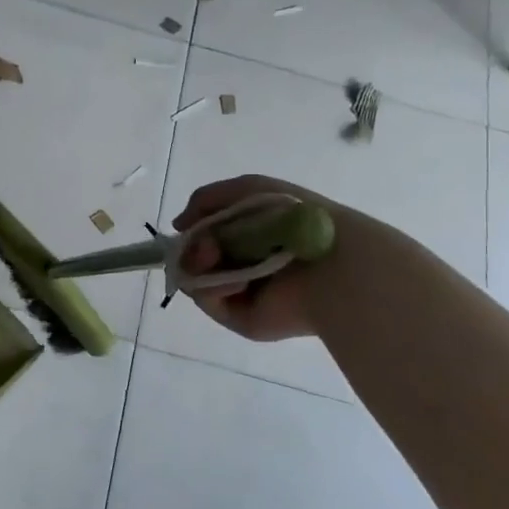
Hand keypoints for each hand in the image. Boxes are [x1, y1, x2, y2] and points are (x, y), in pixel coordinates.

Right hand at [174, 176, 343, 341]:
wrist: (330, 264)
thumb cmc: (292, 218)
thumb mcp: (248, 189)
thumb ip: (206, 199)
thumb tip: (178, 225)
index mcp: (250, 236)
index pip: (205, 234)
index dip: (192, 230)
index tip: (187, 225)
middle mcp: (244, 264)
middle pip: (195, 258)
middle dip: (194, 248)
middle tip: (208, 246)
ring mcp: (242, 293)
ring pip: (195, 279)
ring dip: (200, 265)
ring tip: (217, 258)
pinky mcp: (242, 319)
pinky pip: (209, 301)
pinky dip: (213, 288)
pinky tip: (236, 281)